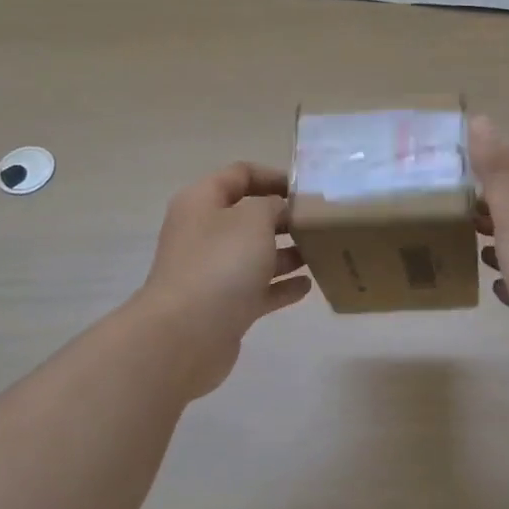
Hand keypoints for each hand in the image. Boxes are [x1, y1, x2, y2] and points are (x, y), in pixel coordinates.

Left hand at [136, 162, 311, 397]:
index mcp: (202, 202)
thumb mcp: (253, 219)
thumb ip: (272, 205)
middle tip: (320, 222)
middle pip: (248, 216)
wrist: (187, 334)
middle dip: (284, 218)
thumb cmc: (220, 264)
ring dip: (287, 253)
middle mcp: (205, 233)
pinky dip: (281, 286)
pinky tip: (308, 286)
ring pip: (255, 255)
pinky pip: (259, 290)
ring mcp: (213, 272)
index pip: (239, 174)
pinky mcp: (225, 306)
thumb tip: (279, 211)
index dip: (273, 176)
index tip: (306, 190)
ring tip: (321, 252)